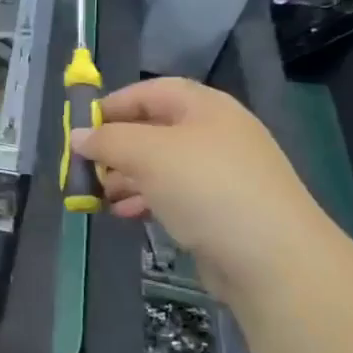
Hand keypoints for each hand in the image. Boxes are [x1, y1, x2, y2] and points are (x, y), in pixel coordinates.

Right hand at [71, 78, 336, 297]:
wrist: (274, 261)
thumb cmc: (207, 190)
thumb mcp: (149, 155)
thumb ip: (109, 140)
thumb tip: (78, 136)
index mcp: (205, 107)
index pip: (151, 92)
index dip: (114, 105)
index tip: (81, 128)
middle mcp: (215, 134)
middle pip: (154, 129)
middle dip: (116, 147)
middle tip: (85, 168)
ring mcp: (221, 174)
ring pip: (161, 166)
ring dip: (126, 177)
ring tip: (98, 196)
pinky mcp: (221, 211)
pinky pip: (174, 195)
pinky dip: (146, 200)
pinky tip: (125, 214)